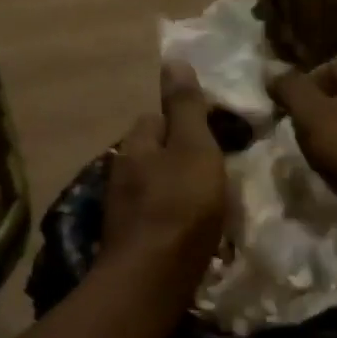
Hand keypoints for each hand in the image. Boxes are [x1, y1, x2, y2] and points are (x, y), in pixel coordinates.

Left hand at [102, 61, 226, 295]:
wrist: (154, 278)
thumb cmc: (180, 206)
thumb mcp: (193, 147)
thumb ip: (185, 107)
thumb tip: (172, 58)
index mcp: (135, 146)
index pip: (154, 117)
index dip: (182, 119)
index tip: (212, 131)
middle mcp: (121, 174)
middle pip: (153, 154)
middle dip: (179, 156)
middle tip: (215, 167)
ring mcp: (123, 211)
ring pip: (154, 186)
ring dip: (177, 188)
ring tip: (209, 199)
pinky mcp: (133, 242)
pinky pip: (157, 217)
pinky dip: (174, 217)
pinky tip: (194, 229)